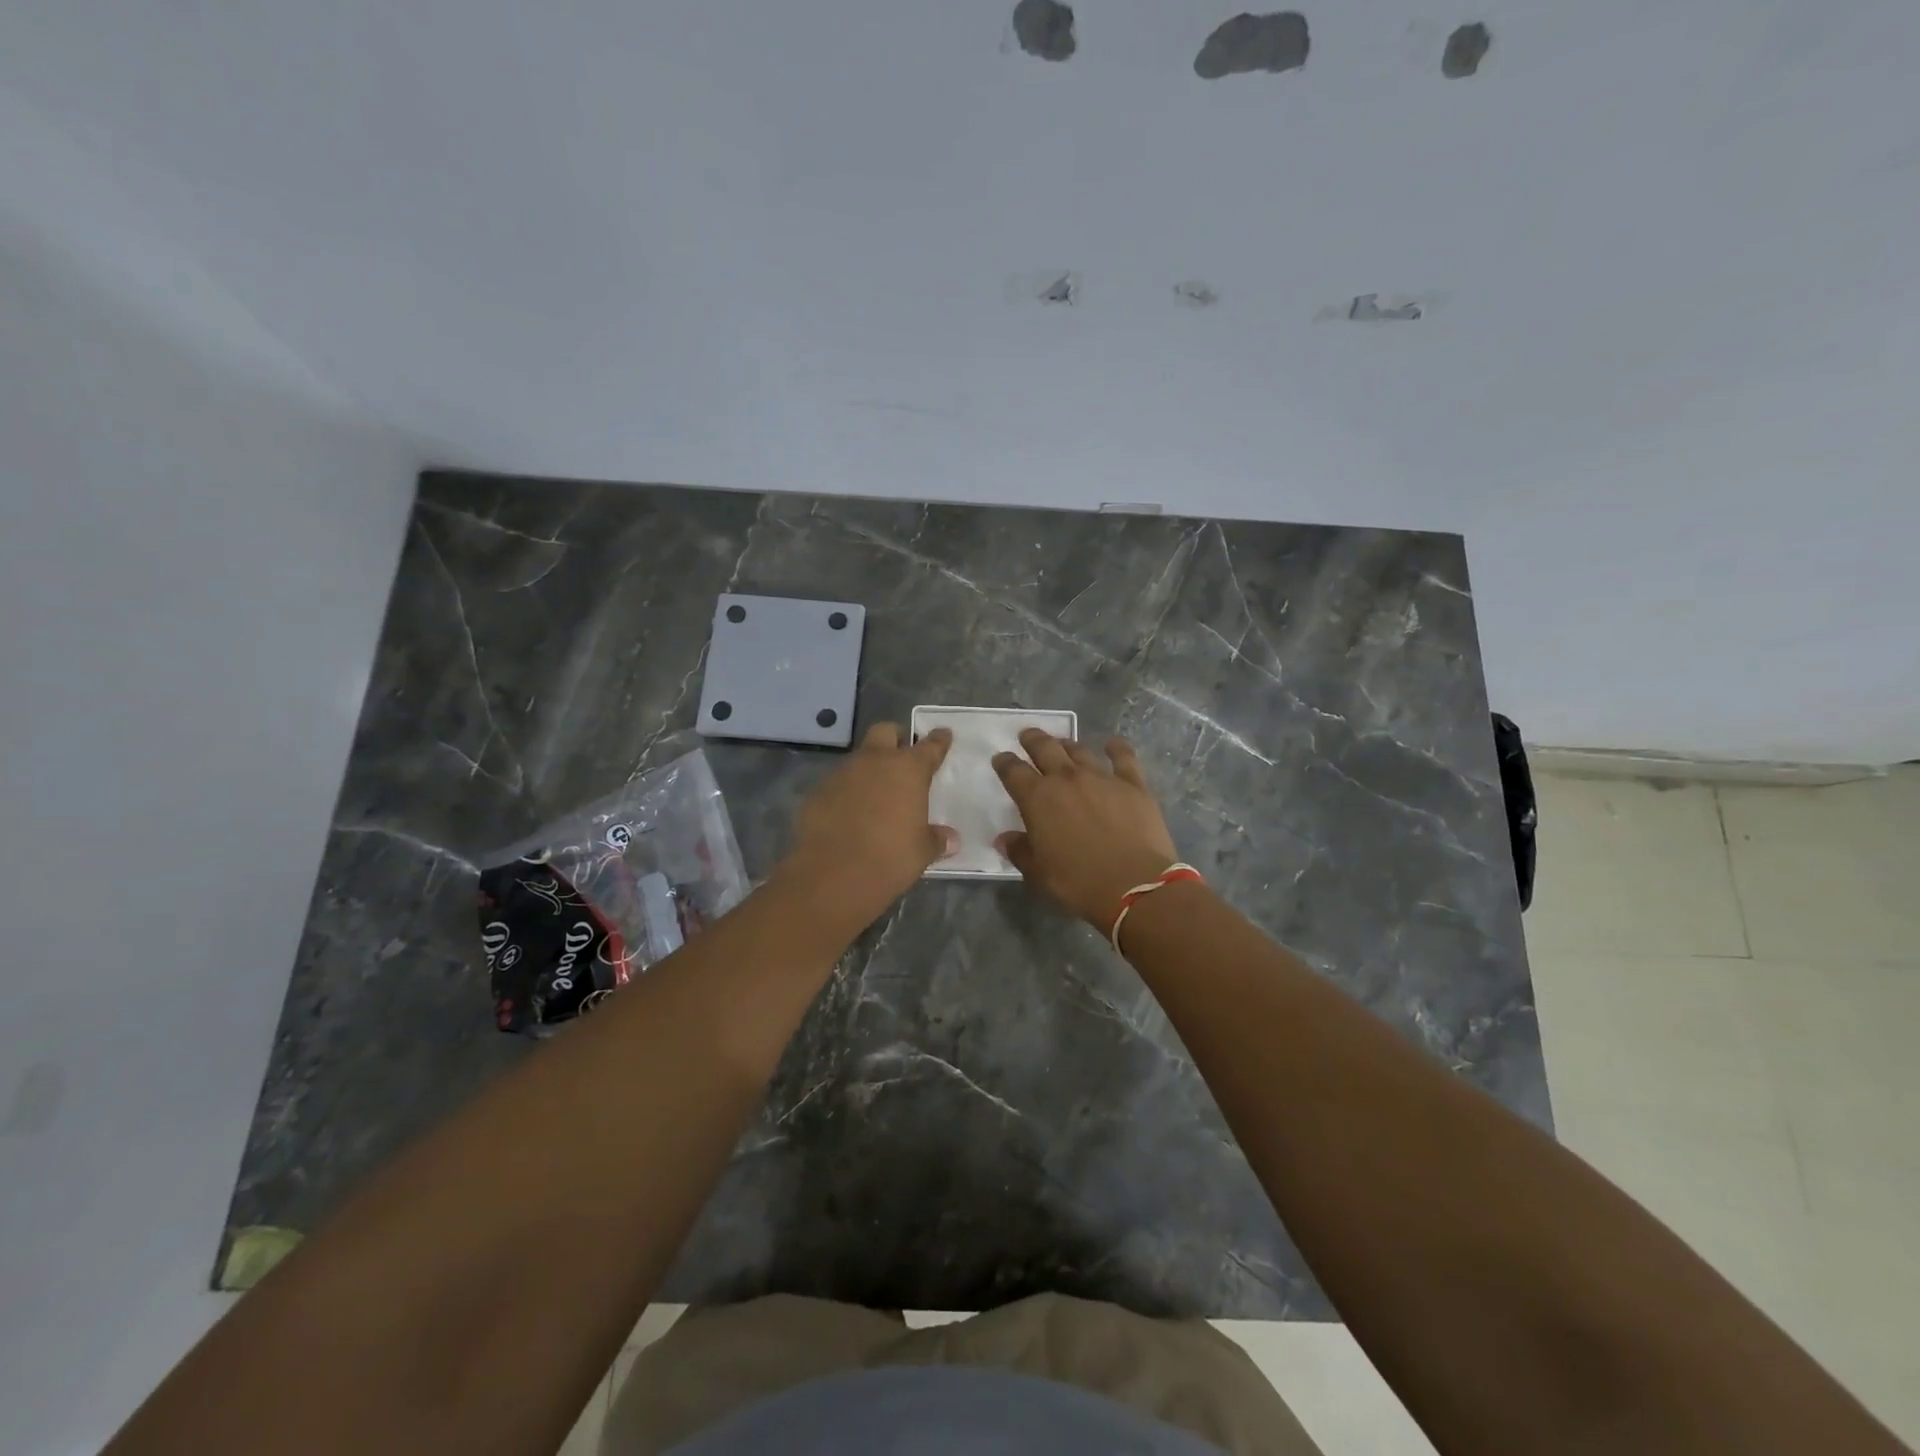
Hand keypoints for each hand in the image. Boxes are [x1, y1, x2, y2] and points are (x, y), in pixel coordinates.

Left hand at [779, 722, 956, 930]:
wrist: (833, 875)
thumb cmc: (890, 858)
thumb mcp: (922, 851)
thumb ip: (936, 839)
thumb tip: (950, 839)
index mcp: (908, 770)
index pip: (929, 746)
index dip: (938, 741)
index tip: (943, 734)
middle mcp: (874, 762)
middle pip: (885, 732)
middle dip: (896, 739)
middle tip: (903, 755)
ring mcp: (842, 774)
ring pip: (859, 758)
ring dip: (869, 769)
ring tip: (876, 794)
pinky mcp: (817, 792)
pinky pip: (837, 784)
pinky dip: (847, 792)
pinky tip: (849, 814)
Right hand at [992, 730, 1178, 931]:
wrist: (1134, 886)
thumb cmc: (1079, 883)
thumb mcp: (1039, 874)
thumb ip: (1020, 851)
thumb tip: (1005, 838)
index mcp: (1038, 799)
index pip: (1013, 772)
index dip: (1004, 763)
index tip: (1000, 759)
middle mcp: (1066, 779)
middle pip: (1045, 748)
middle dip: (1033, 739)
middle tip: (1028, 736)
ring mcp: (1102, 777)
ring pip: (1079, 750)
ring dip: (1067, 744)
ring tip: (1062, 743)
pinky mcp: (1133, 784)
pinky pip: (1123, 757)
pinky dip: (1116, 747)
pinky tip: (1113, 744)